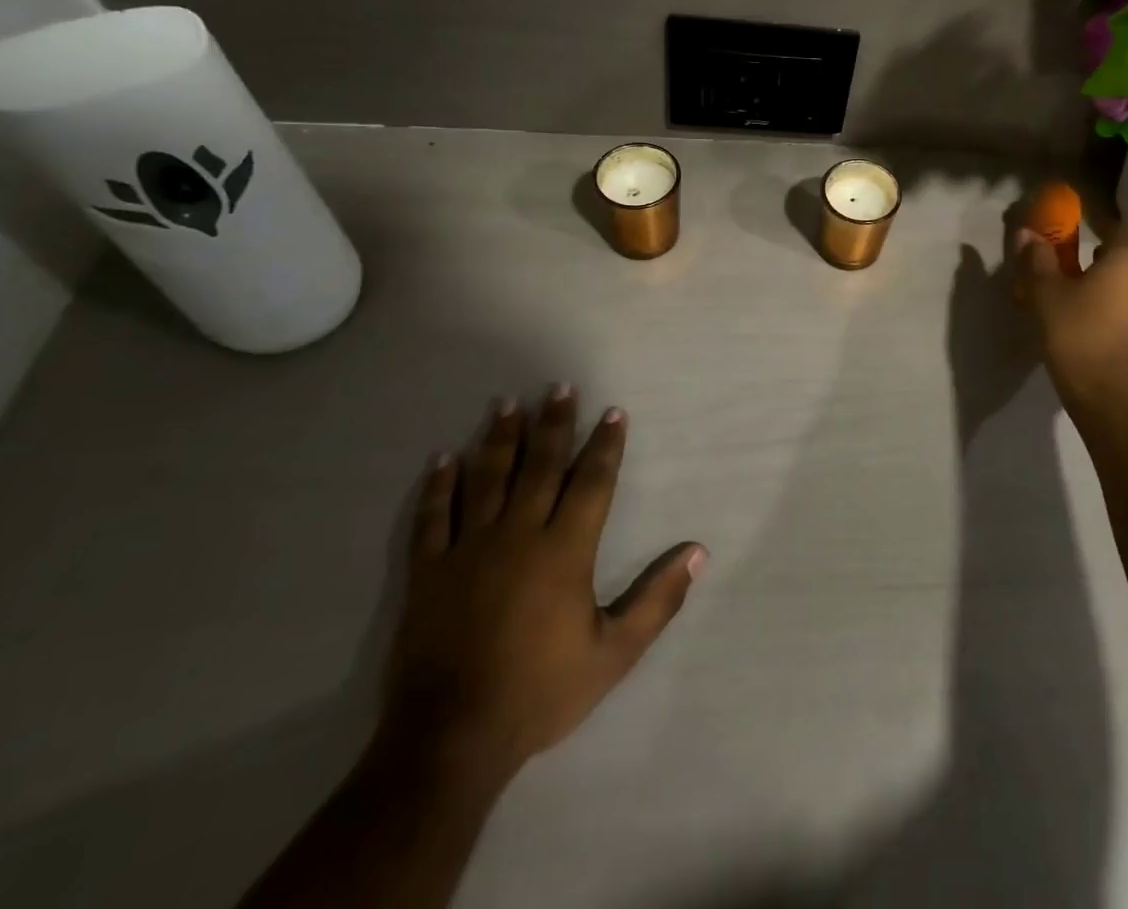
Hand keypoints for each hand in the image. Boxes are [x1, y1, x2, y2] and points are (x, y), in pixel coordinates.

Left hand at [381, 387, 706, 784]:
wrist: (449, 741)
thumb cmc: (540, 692)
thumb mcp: (614, 653)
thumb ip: (658, 600)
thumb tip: (698, 552)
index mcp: (565, 550)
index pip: (592, 482)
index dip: (606, 445)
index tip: (613, 412)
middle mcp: (519, 535)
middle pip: (540, 465)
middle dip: (554, 423)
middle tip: (559, 386)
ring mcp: (469, 550)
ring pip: (487, 478)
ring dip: (499, 438)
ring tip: (508, 403)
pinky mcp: (429, 572)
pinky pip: (433, 517)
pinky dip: (438, 485)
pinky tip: (442, 458)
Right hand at [1015, 227, 1127, 407]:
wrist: (1113, 397)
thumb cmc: (1078, 334)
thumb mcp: (1045, 293)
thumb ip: (1038, 259)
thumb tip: (1026, 233)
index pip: (1114, 226)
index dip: (1093, 224)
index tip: (1074, 230)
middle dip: (1114, 253)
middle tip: (1086, 263)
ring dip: (1125, 280)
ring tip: (1094, 292)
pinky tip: (1107, 319)